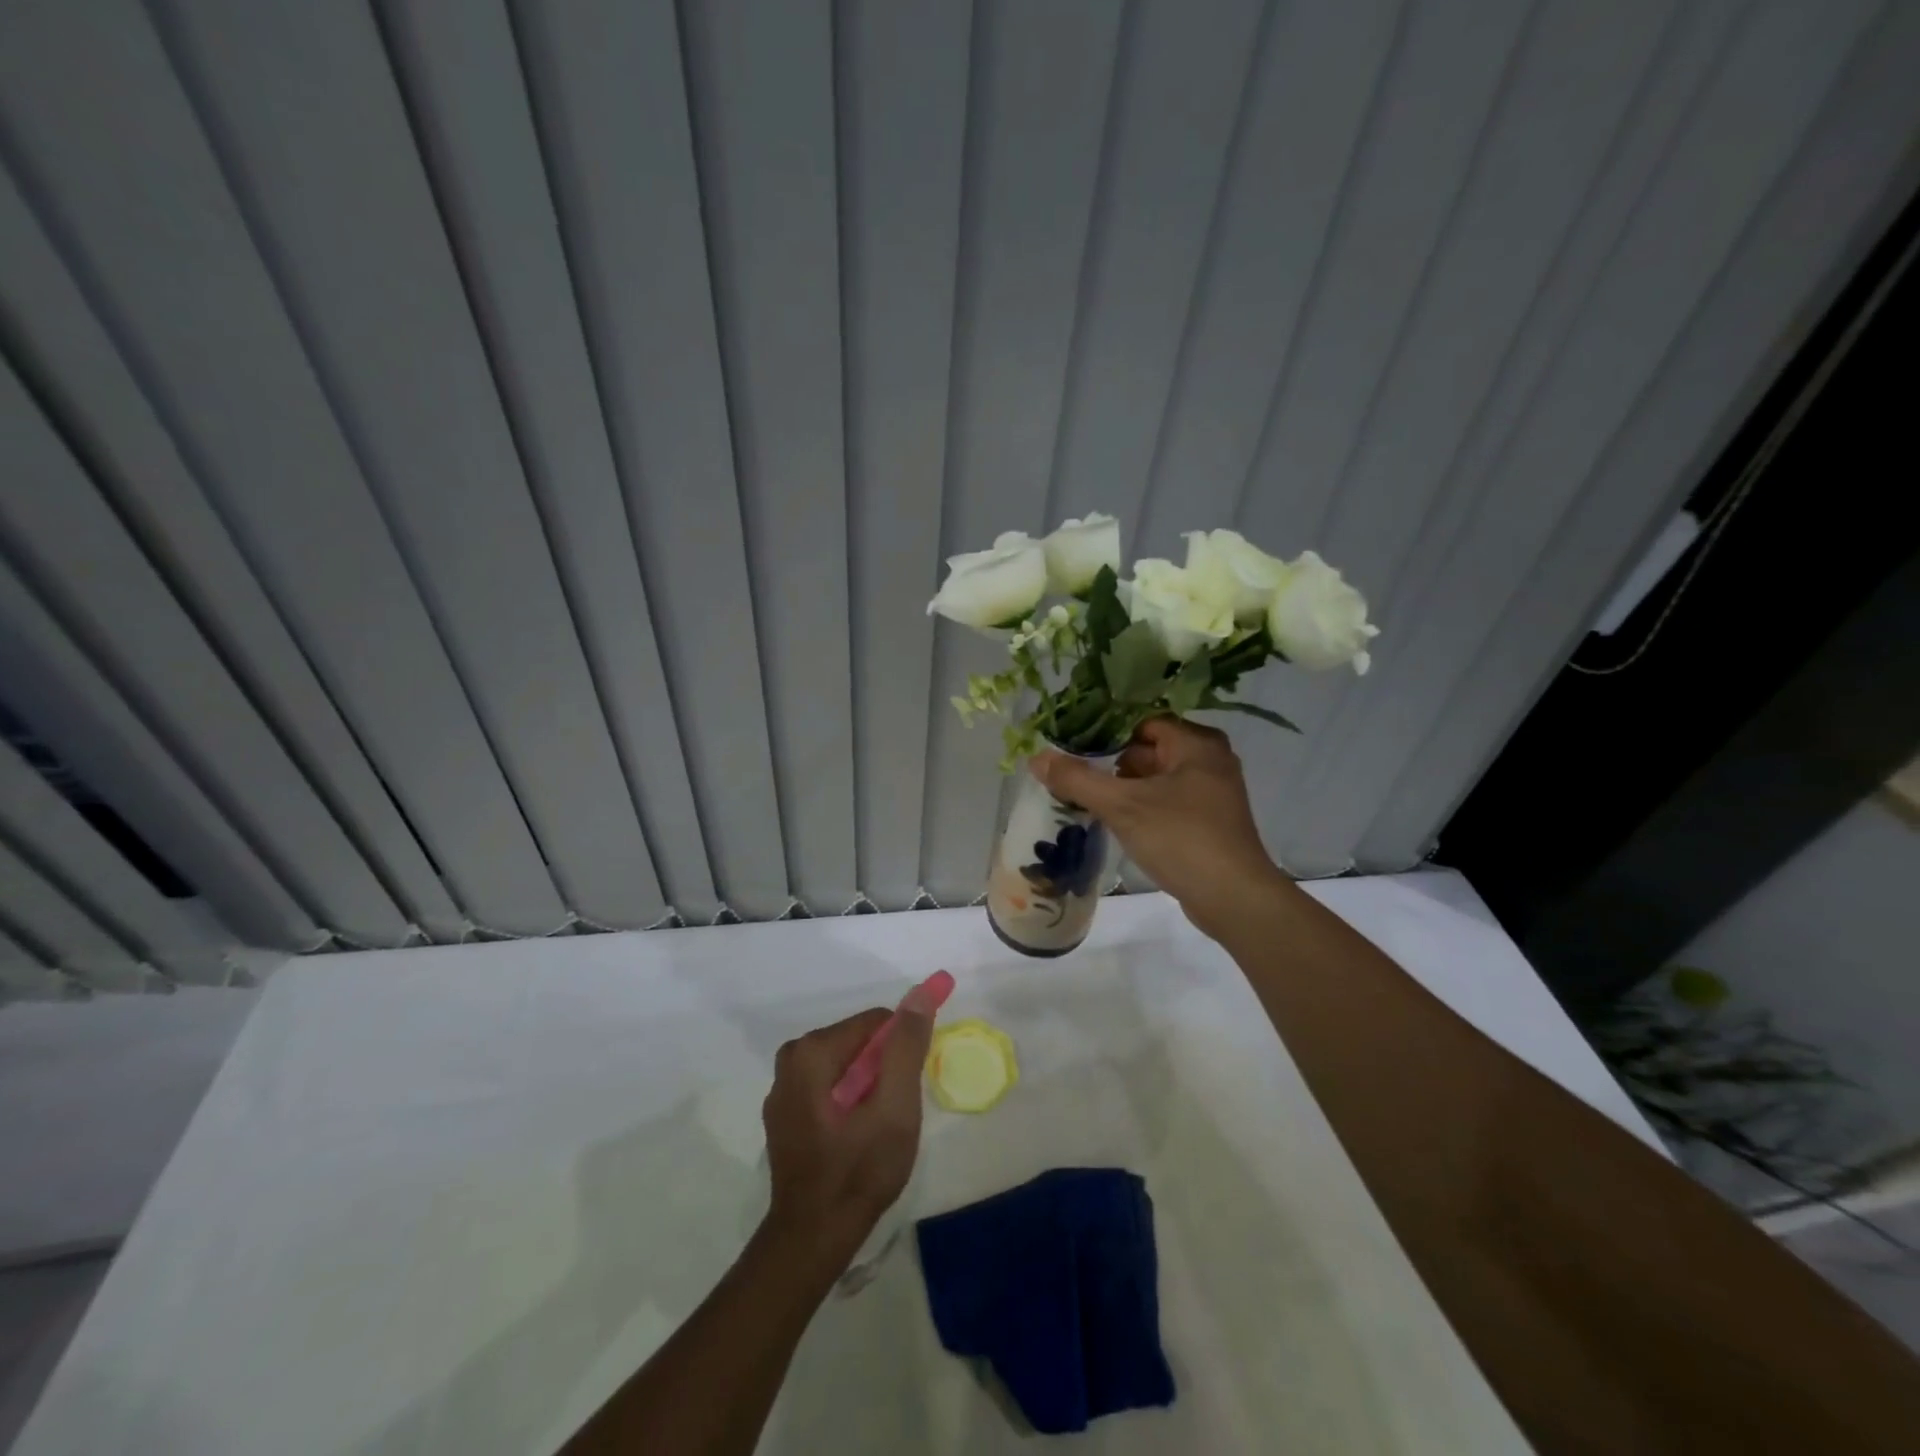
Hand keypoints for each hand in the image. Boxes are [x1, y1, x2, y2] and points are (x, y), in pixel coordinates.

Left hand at [761, 1006, 933, 1266]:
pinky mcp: (784, 1114)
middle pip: (859, 1042)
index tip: (911, 1085)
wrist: (812, 1240)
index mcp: (812, 1051)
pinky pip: (829, 1086)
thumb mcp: (895, 1107)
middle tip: (895, 1112)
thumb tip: (921, 993)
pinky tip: (856, 1137)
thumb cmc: (858, 1171)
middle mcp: (791, 1059)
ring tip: (877, 1128)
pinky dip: (849, 1100)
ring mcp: (783, 1089)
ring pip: (846, 1065)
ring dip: (869, 1086)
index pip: (876, 1022)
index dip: (902, 1048)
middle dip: (884, 1069)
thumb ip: (906, 1046)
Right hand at [1030, 717, 1286, 938]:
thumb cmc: (1181, 838)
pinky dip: (1142, 807)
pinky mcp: (1210, 821)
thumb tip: (1036, 757)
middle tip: (1072, 774)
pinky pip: (1167, 801)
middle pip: (1148, 749)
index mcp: (1196, 743)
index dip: (1105, 732)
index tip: (1071, 746)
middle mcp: (1210, 760)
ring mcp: (1213, 792)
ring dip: (1124, 787)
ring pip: (1156, 778)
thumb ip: (1077, 779)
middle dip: (1111, 762)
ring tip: (1084, 797)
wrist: (1233, 899)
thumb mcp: (1122, 806)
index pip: (1141, 722)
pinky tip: (1114, 821)